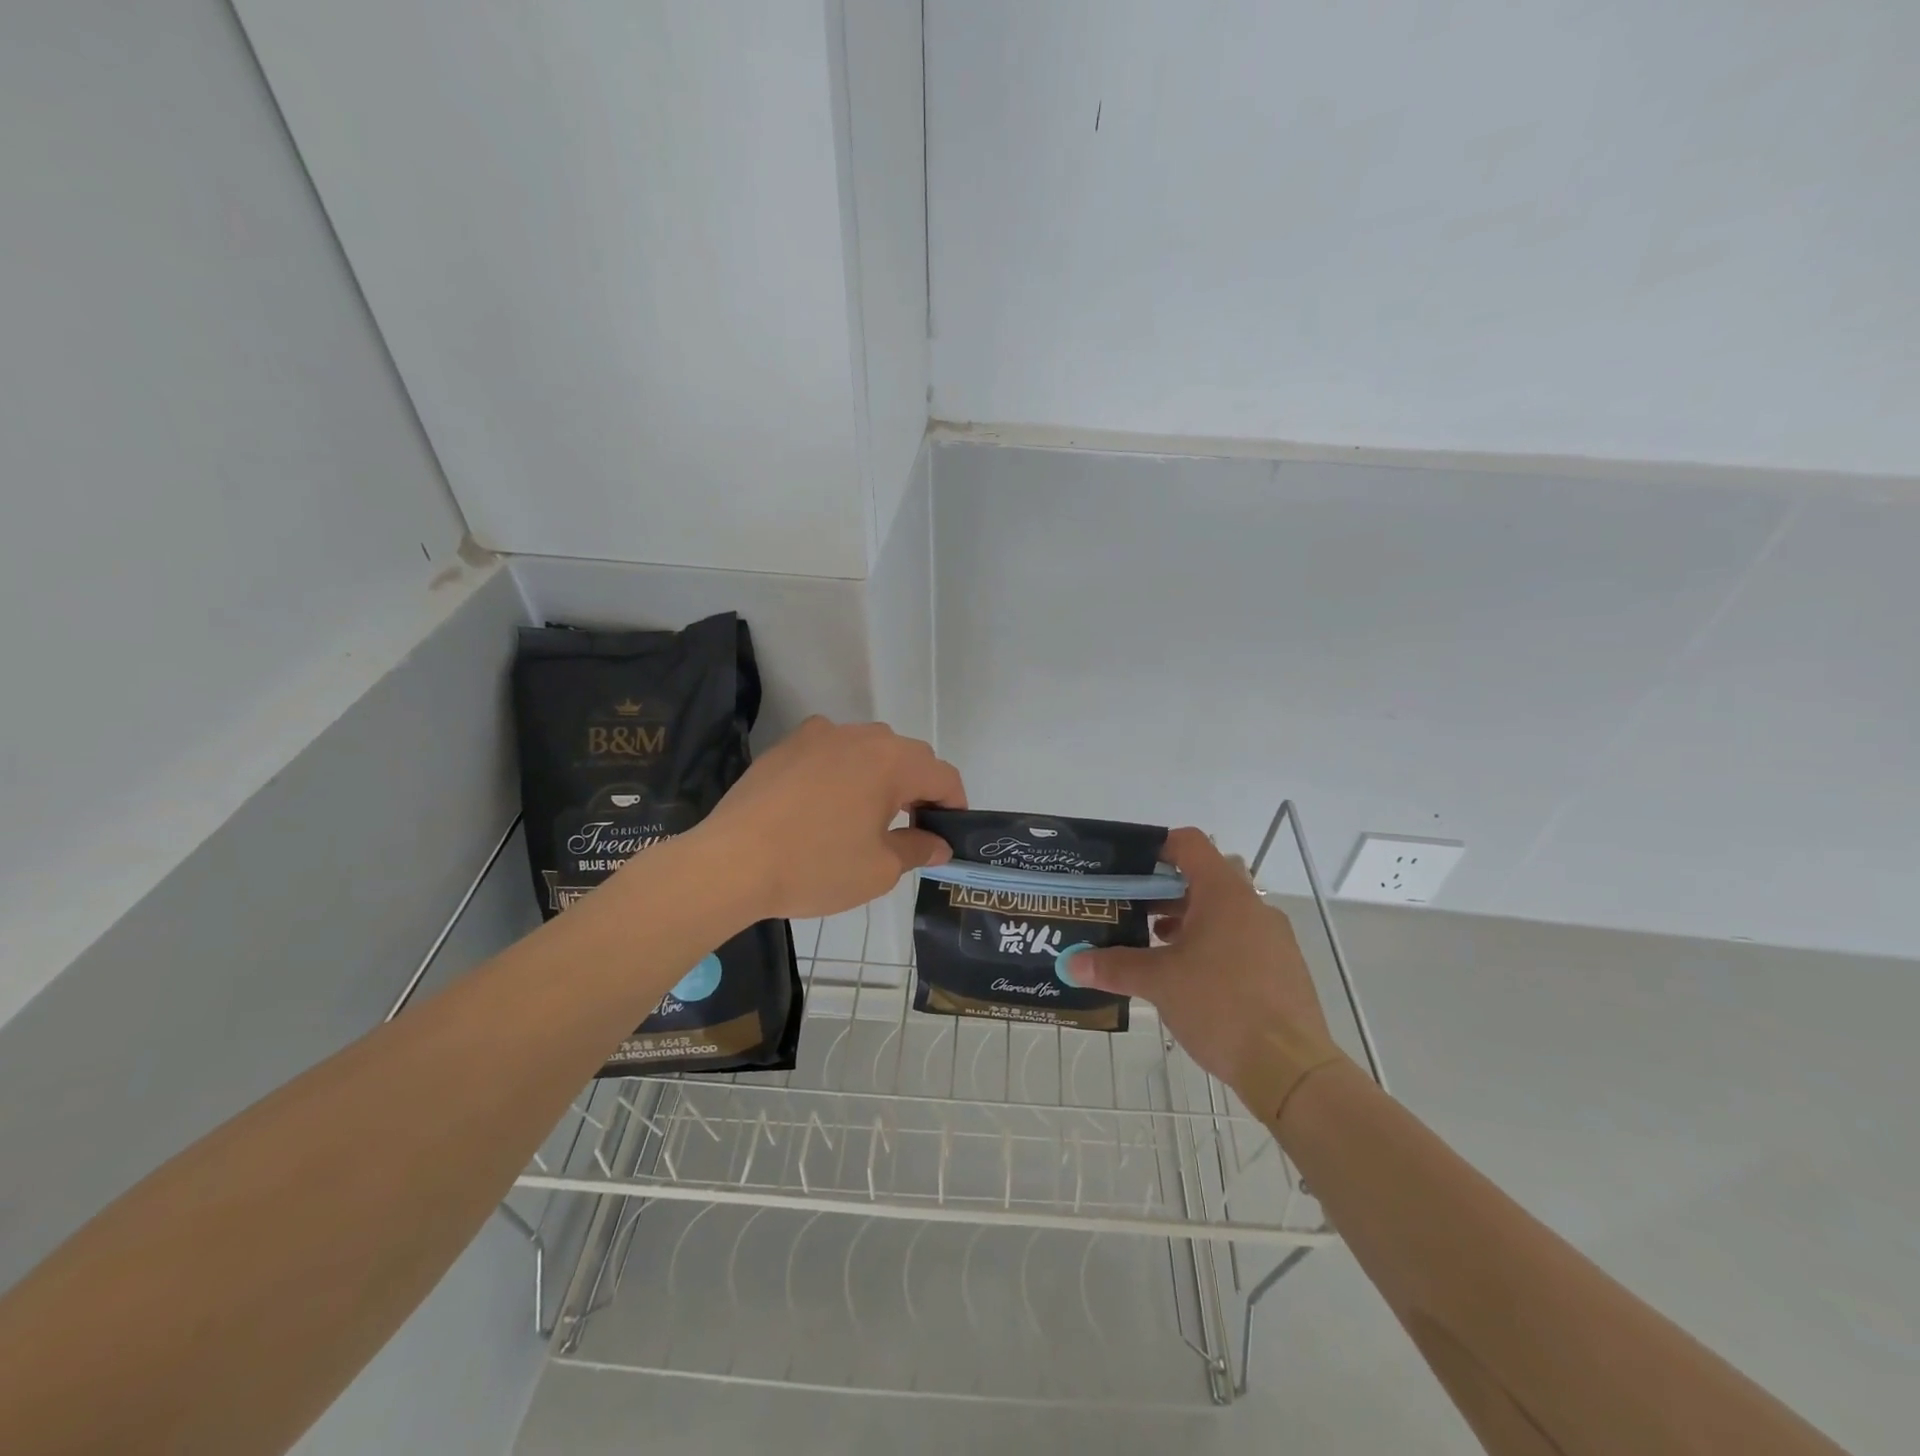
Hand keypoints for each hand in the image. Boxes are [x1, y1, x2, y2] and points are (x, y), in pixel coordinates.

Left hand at [692, 717, 965, 921]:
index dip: (954, 804)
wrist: (730, 863)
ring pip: (867, 749)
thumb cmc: (815, 866)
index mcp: (890, 761)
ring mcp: (818, 735)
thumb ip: (917, 849)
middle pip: (907, 757)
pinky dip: (841, 772)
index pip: (942, 775)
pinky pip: (830, 752)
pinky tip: (825, 805)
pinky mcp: (786, 746)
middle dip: (919, 789)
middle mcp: (859, 736)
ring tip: (867, 816)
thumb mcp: (879, 869)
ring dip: (880, 777)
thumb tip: (937, 843)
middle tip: (911, 830)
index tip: (948, 834)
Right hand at [1074, 828, 1341, 1116]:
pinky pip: (1241, 939)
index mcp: (1224, 894)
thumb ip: (1114, 967)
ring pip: (1223, 912)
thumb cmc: (1221, 1006)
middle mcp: (1253, 906)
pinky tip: (1190, 978)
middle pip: (1205, 877)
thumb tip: (1071, 963)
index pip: (1190, 844)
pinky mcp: (1283, 968)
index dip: (1157, 847)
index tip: (1128, 866)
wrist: (1291, 1069)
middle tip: (1133, 909)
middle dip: (1166, 890)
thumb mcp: (1159, 983)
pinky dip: (1213, 945)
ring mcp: (1273, 937)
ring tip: (1155, 946)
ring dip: (1189, 920)